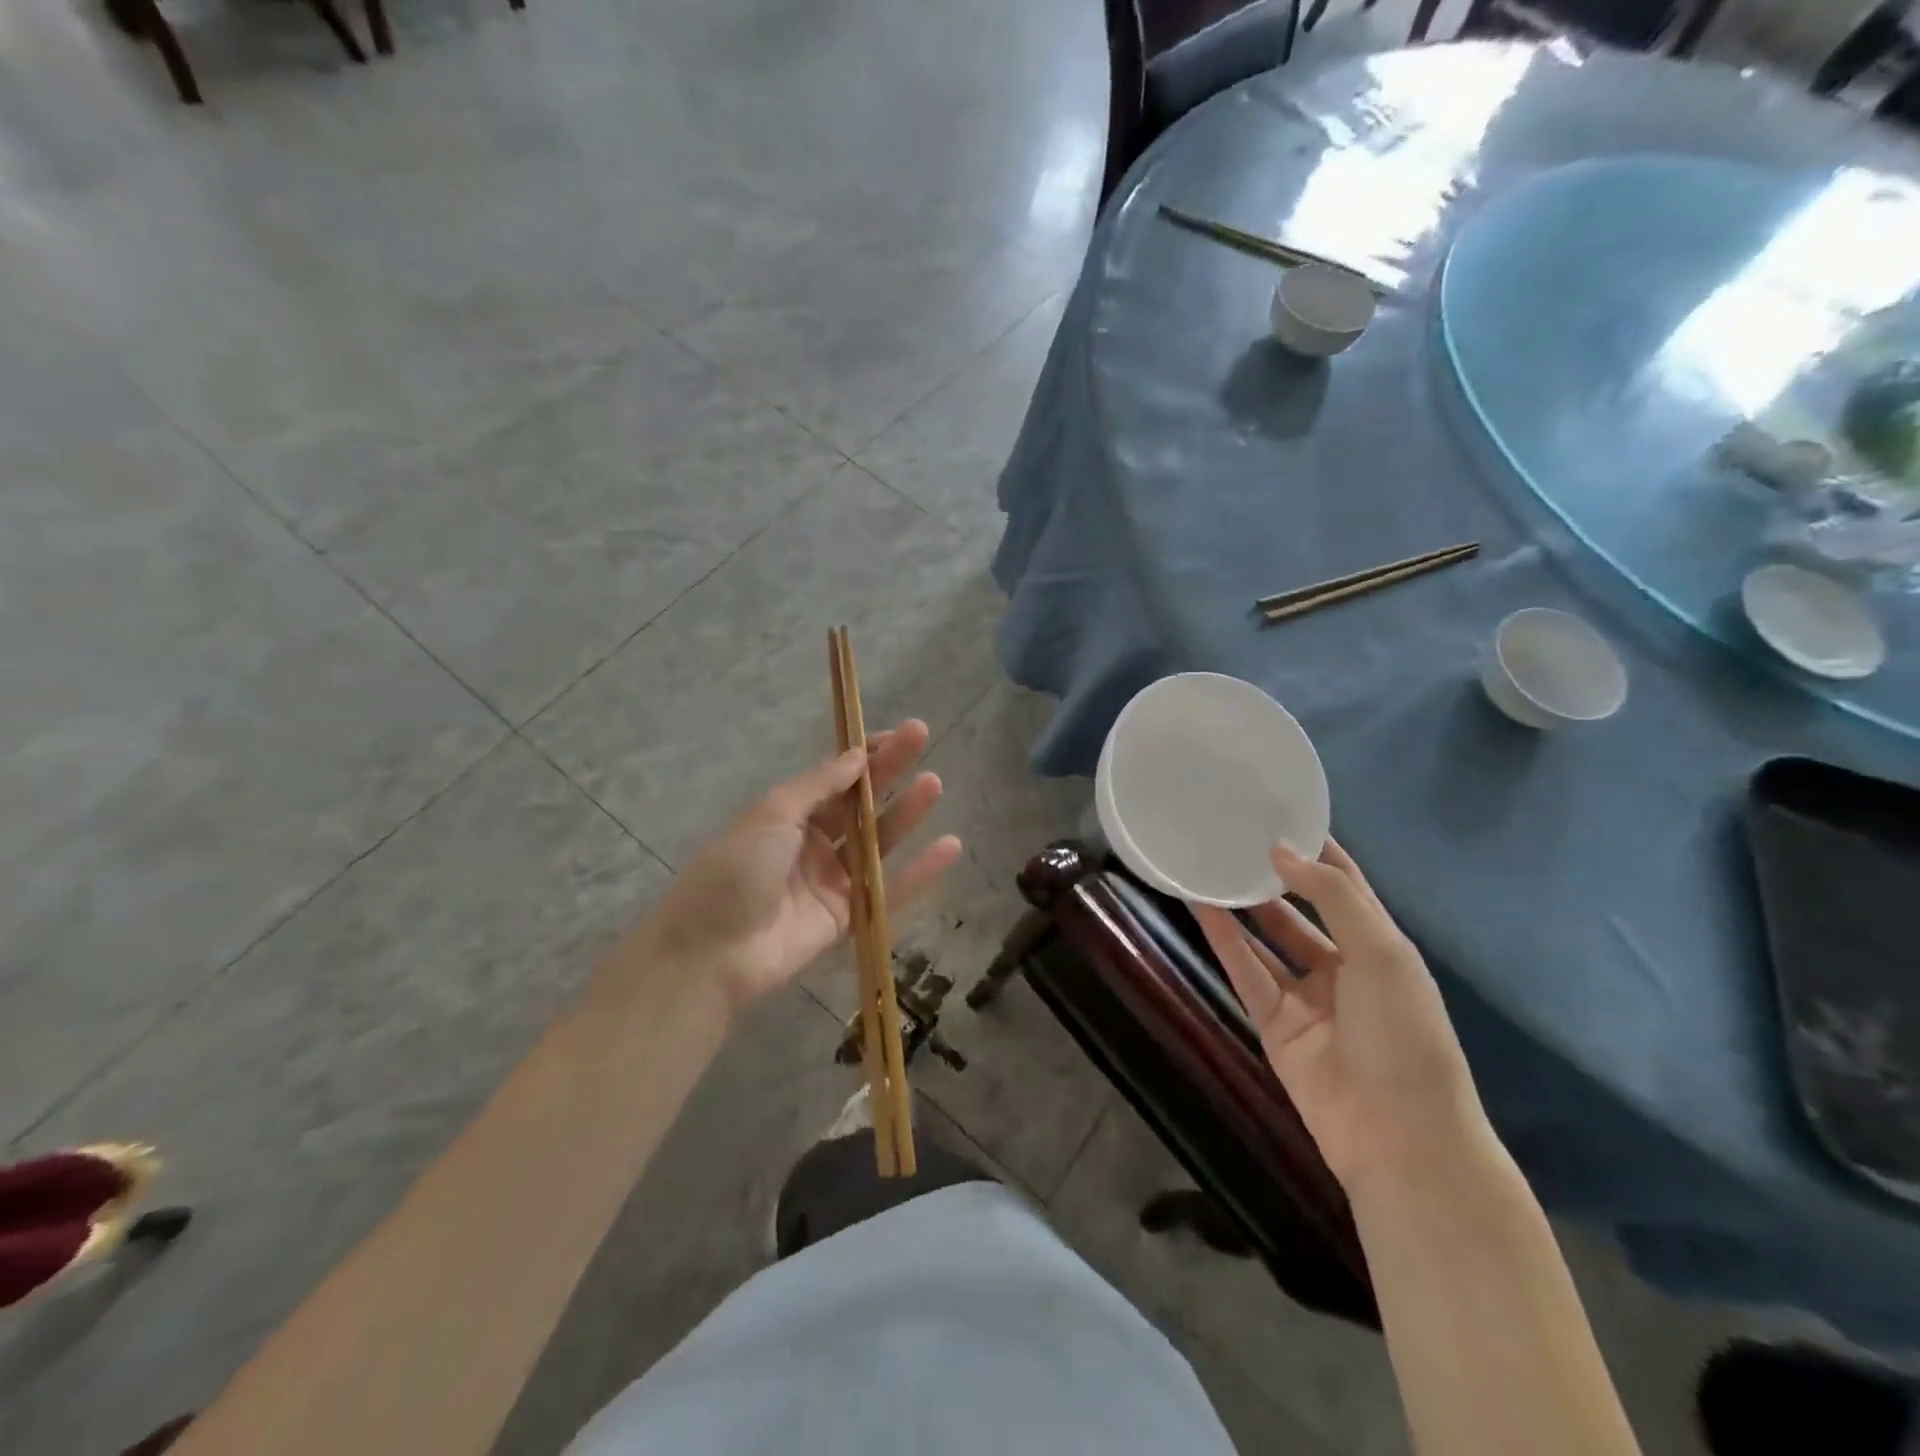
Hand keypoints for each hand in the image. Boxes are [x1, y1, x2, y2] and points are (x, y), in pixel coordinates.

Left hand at [634, 720, 961, 1012]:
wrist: (711, 953)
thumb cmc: (734, 871)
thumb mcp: (771, 815)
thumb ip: (818, 787)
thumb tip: (857, 756)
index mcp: (789, 814)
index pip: (835, 777)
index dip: (864, 754)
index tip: (895, 733)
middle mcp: (813, 842)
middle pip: (861, 801)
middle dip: (890, 769)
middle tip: (921, 736)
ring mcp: (832, 880)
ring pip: (879, 841)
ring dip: (906, 813)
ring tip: (934, 783)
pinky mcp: (848, 917)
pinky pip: (890, 890)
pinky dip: (921, 871)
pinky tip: (950, 846)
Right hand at [1191, 840, 1494, 1198]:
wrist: (1400, 1137)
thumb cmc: (1404, 1034)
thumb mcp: (1382, 953)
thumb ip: (1332, 897)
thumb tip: (1280, 851)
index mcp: (1380, 947)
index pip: (1345, 886)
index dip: (1316, 851)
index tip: (1280, 813)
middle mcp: (1343, 966)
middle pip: (1300, 910)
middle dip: (1271, 877)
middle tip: (1231, 837)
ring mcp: (1306, 997)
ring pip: (1265, 939)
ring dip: (1240, 905)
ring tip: (1206, 864)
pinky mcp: (1273, 1023)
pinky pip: (1246, 972)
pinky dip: (1224, 940)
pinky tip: (1200, 906)